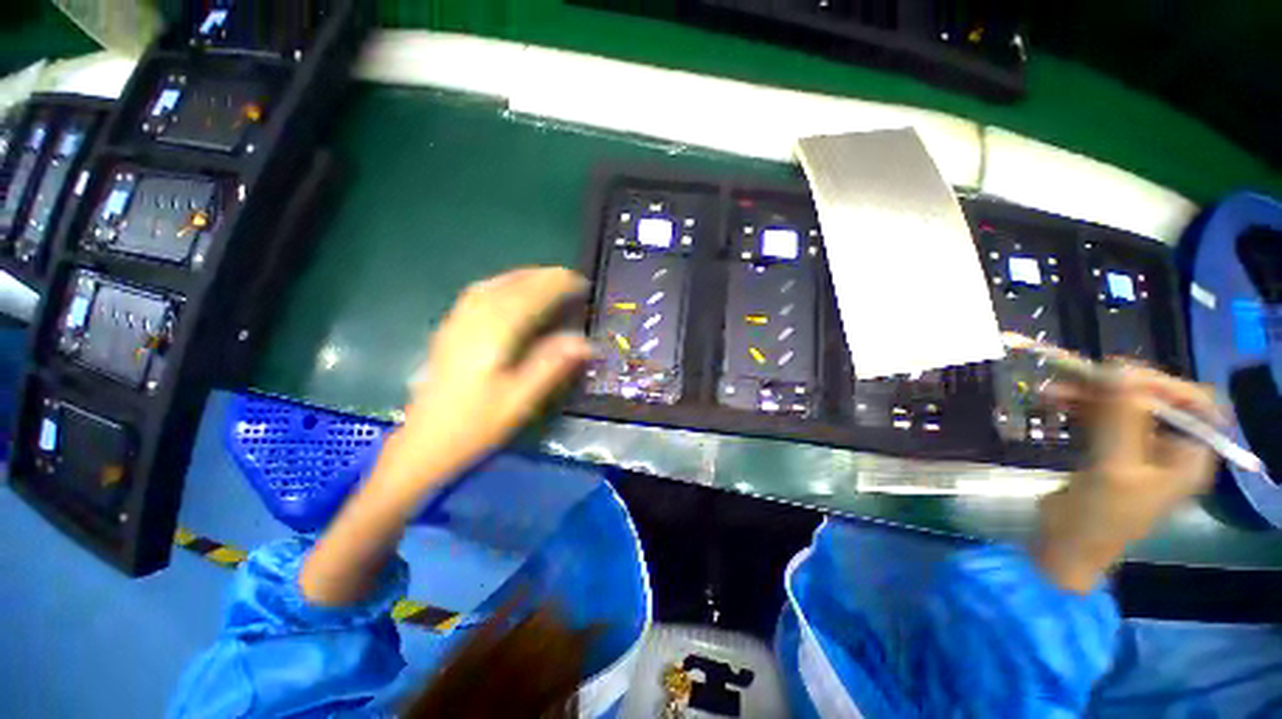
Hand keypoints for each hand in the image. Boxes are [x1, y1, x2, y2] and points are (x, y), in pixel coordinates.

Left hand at [300, 267, 590, 606]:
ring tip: (545, 279)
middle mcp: (472, 321)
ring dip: (521, 276)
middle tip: (569, 278)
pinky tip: (509, 292)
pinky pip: (477, 294)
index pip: (529, 297)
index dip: (556, 286)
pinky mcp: (449, 332)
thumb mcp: (519, 400)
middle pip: (510, 285)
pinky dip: (501, 285)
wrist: (423, 445)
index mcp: (492, 336)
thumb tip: (586, 342)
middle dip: (541, 276)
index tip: (580, 283)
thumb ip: (552, 366)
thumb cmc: (474, 426)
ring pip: (491, 285)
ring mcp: (456, 324)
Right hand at [1032, 363, 1219, 592]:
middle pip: (1153, 401)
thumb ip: (1119, 421)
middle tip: (1076, 376)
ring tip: (1053, 387)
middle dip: (1115, 386)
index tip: (1118, 374)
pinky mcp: (1109, 451)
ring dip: (1090, 394)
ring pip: (1121, 407)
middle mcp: (1169, 449)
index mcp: (1187, 457)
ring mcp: (1138, 450)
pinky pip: (1100, 418)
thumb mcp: (1112, 470)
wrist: (1065, 548)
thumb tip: (1119, 372)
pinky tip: (1053, 401)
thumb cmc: (1098, 518)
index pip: (1193, 404)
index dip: (1162, 384)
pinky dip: (1078, 406)